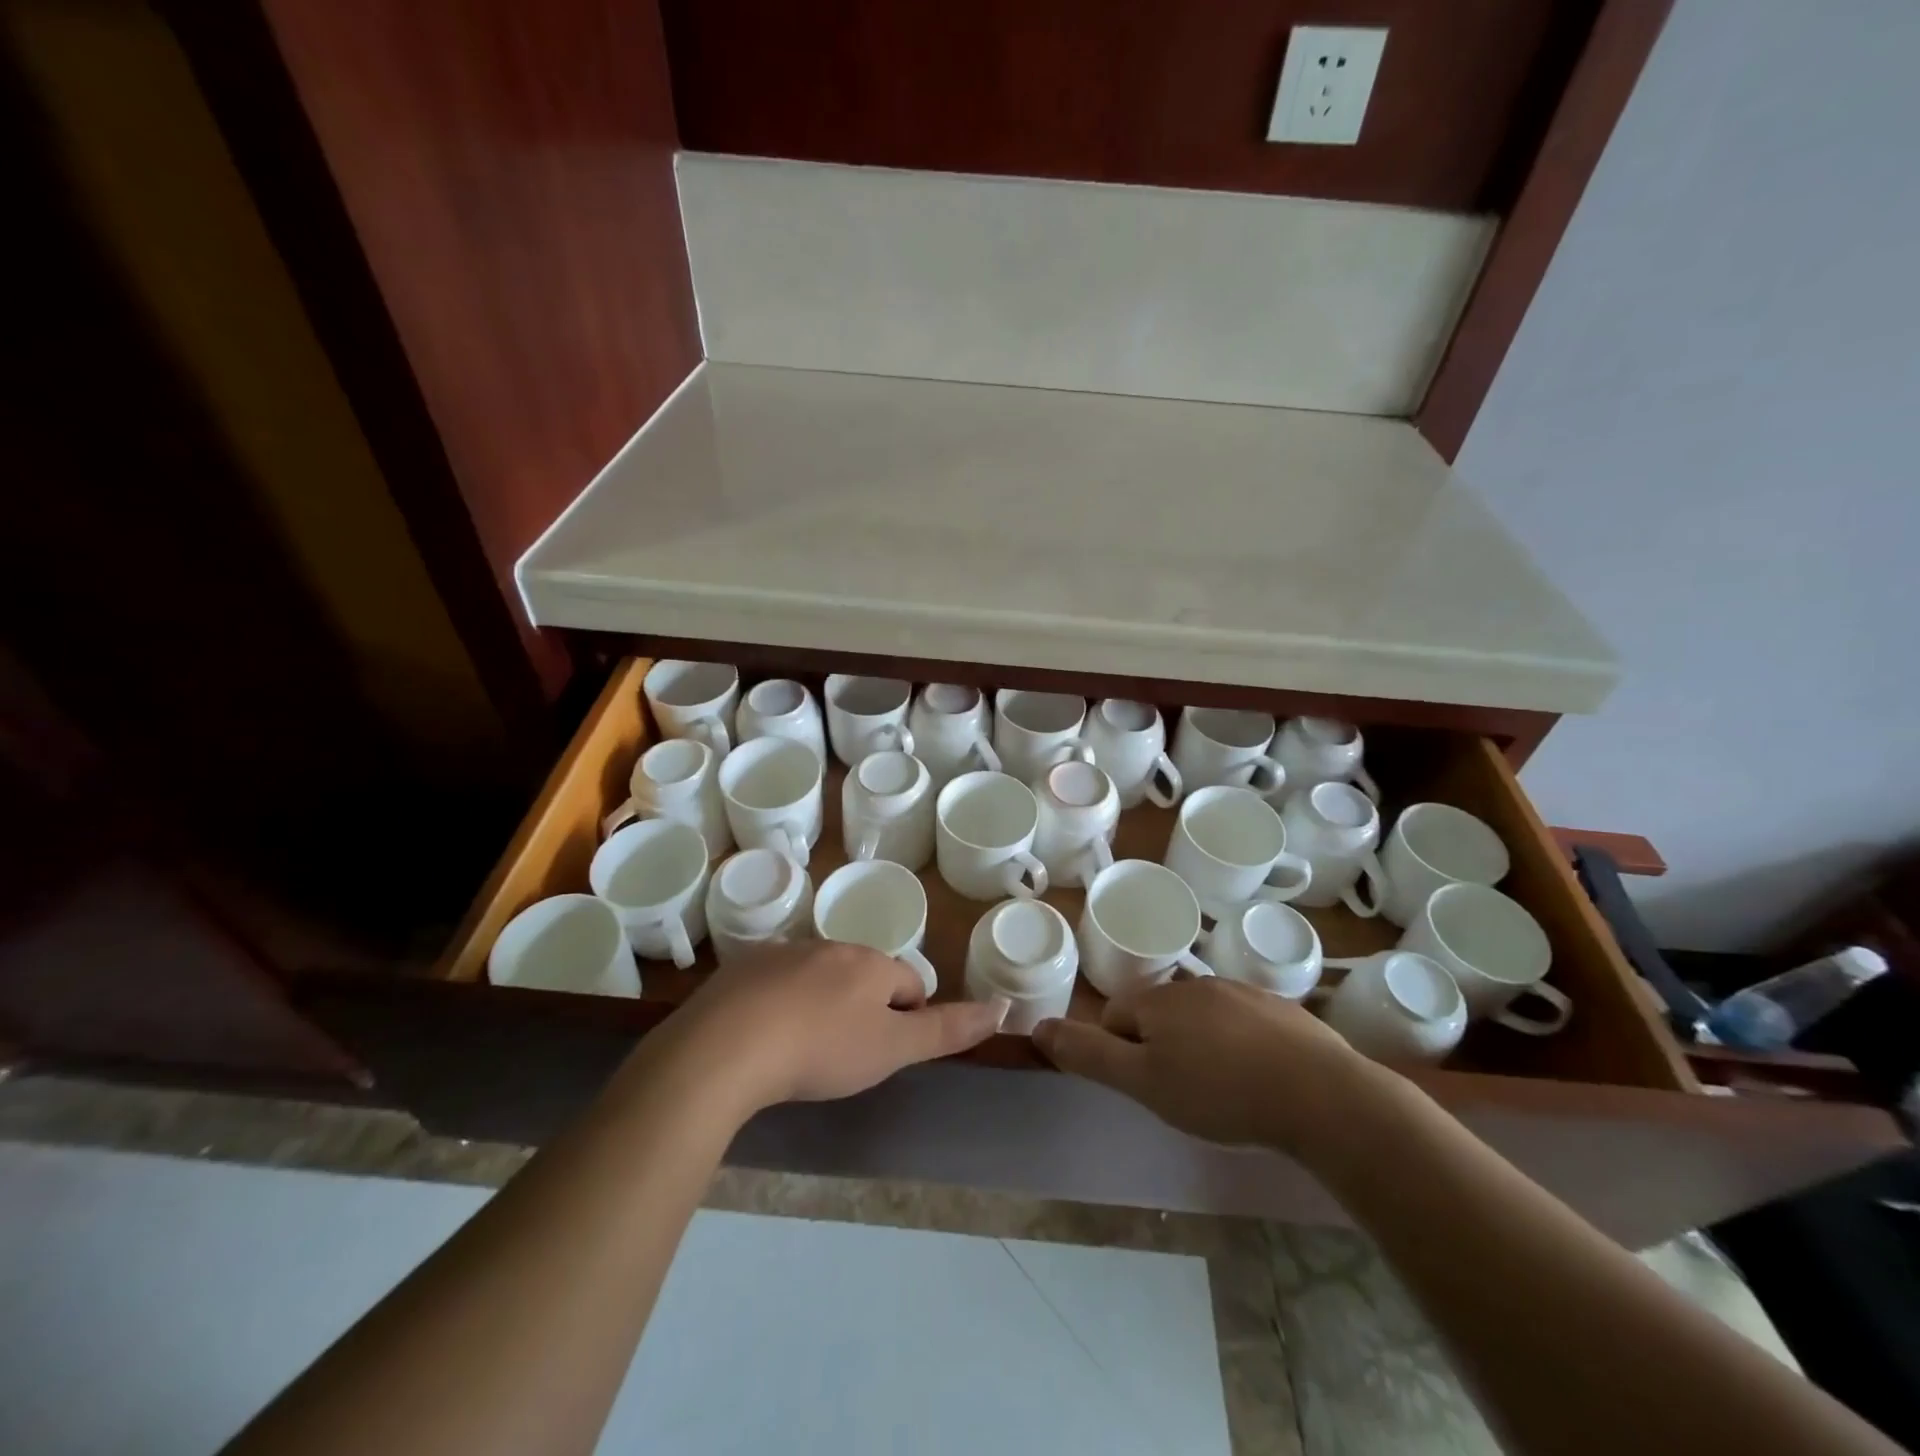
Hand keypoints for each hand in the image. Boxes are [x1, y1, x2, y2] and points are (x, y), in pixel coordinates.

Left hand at [662, 942, 1007, 1115]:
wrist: (727, 1045)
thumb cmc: (822, 1050)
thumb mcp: (892, 1048)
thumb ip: (947, 1030)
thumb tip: (1002, 1008)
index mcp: (871, 964)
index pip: (908, 983)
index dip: (909, 1017)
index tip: (890, 1051)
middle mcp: (831, 947)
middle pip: (864, 976)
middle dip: (865, 1008)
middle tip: (848, 1055)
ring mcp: (785, 953)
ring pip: (820, 976)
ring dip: (824, 1003)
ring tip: (805, 1050)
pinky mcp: (745, 967)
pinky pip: (777, 982)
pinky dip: (782, 1004)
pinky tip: (766, 1038)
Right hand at [1033, 977, 1386, 1155]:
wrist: (1323, 1097)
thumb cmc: (1221, 1093)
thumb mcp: (1144, 1082)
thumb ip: (1089, 1054)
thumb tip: (1038, 1027)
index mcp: (1159, 1000)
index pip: (1115, 1017)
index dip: (1121, 1054)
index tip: (1146, 1088)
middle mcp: (1196, 984)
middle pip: (1158, 1014)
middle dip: (1160, 1048)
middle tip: (1183, 1094)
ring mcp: (1242, 992)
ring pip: (1201, 1018)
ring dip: (1200, 1045)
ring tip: (1222, 1091)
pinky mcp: (1281, 1009)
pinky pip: (1242, 1023)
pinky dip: (1239, 1046)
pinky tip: (1259, 1079)